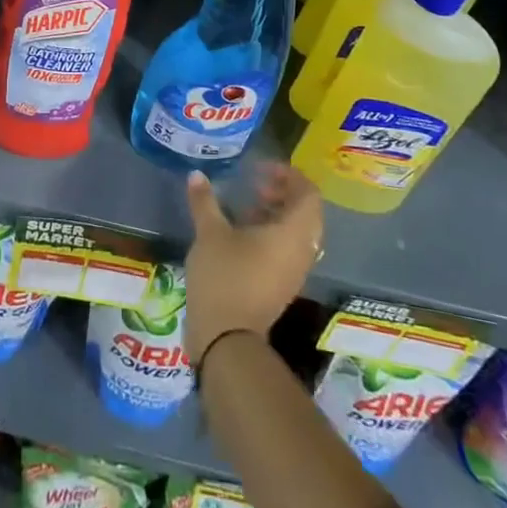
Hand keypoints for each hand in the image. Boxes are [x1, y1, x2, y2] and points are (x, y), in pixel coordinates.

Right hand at [183, 164, 323, 362]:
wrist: (226, 338)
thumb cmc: (224, 276)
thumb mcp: (210, 233)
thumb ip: (205, 201)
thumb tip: (196, 174)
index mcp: (293, 233)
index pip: (309, 195)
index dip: (290, 176)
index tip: (263, 169)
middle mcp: (302, 251)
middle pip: (306, 213)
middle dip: (283, 193)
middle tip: (256, 185)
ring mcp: (294, 271)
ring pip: (297, 233)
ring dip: (277, 214)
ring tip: (247, 206)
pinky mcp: (282, 285)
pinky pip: (288, 250)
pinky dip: (272, 234)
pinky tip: (242, 233)